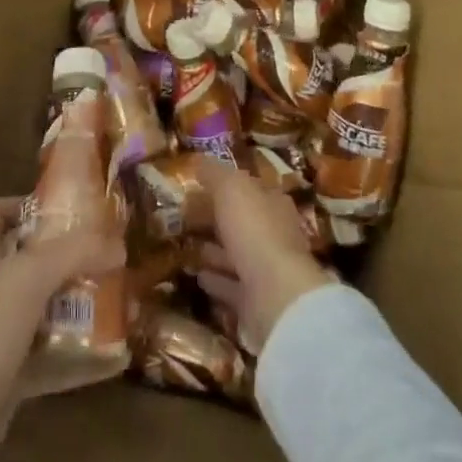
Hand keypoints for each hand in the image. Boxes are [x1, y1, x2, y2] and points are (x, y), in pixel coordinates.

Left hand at [0, 196, 123, 461]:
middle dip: (68, 256)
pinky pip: (50, 358)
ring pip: (43, 309)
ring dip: (78, 305)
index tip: (68, 208)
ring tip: (119, 298)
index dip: (26, 203)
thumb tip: (119, 244)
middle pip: (29, 260)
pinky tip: (115, 358)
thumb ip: (74, 253)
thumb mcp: (27, 279)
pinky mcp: (8, 377)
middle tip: (108, 254)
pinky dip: (80, 357)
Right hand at [193, 159, 330, 355]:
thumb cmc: (255, 230)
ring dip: (213, 251)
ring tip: (185, 247)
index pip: (249, 190)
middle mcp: (274, 235)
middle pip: (241, 223)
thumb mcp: (231, 188)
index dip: (225, 186)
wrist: (276, 296)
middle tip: (184, 218)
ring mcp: (267, 271)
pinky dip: (215, 280)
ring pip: (235, 255)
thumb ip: (215, 173)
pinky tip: (197, 275)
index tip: (197, 186)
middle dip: (217, 220)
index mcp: (273, 204)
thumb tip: (199, 159)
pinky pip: (230, 286)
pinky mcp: (256, 302)